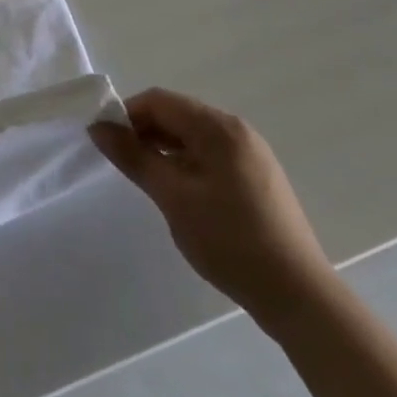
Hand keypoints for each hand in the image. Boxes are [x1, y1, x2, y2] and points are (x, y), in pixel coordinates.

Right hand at [90, 89, 336, 330]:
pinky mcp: (257, 177)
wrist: (298, 296)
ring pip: (193, 136)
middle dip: (144, 132)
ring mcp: (251, 154)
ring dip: (164, 148)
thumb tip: (98, 127)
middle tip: (123, 164)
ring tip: (148, 181)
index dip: (126, 115)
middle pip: (177, 114)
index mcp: (218, 127)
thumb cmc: (229, 240)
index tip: (105, 142)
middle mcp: (237, 130)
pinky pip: (210, 154)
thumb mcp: (173, 197)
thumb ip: (133, 157)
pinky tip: (179, 192)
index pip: (159, 101)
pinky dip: (186, 163)